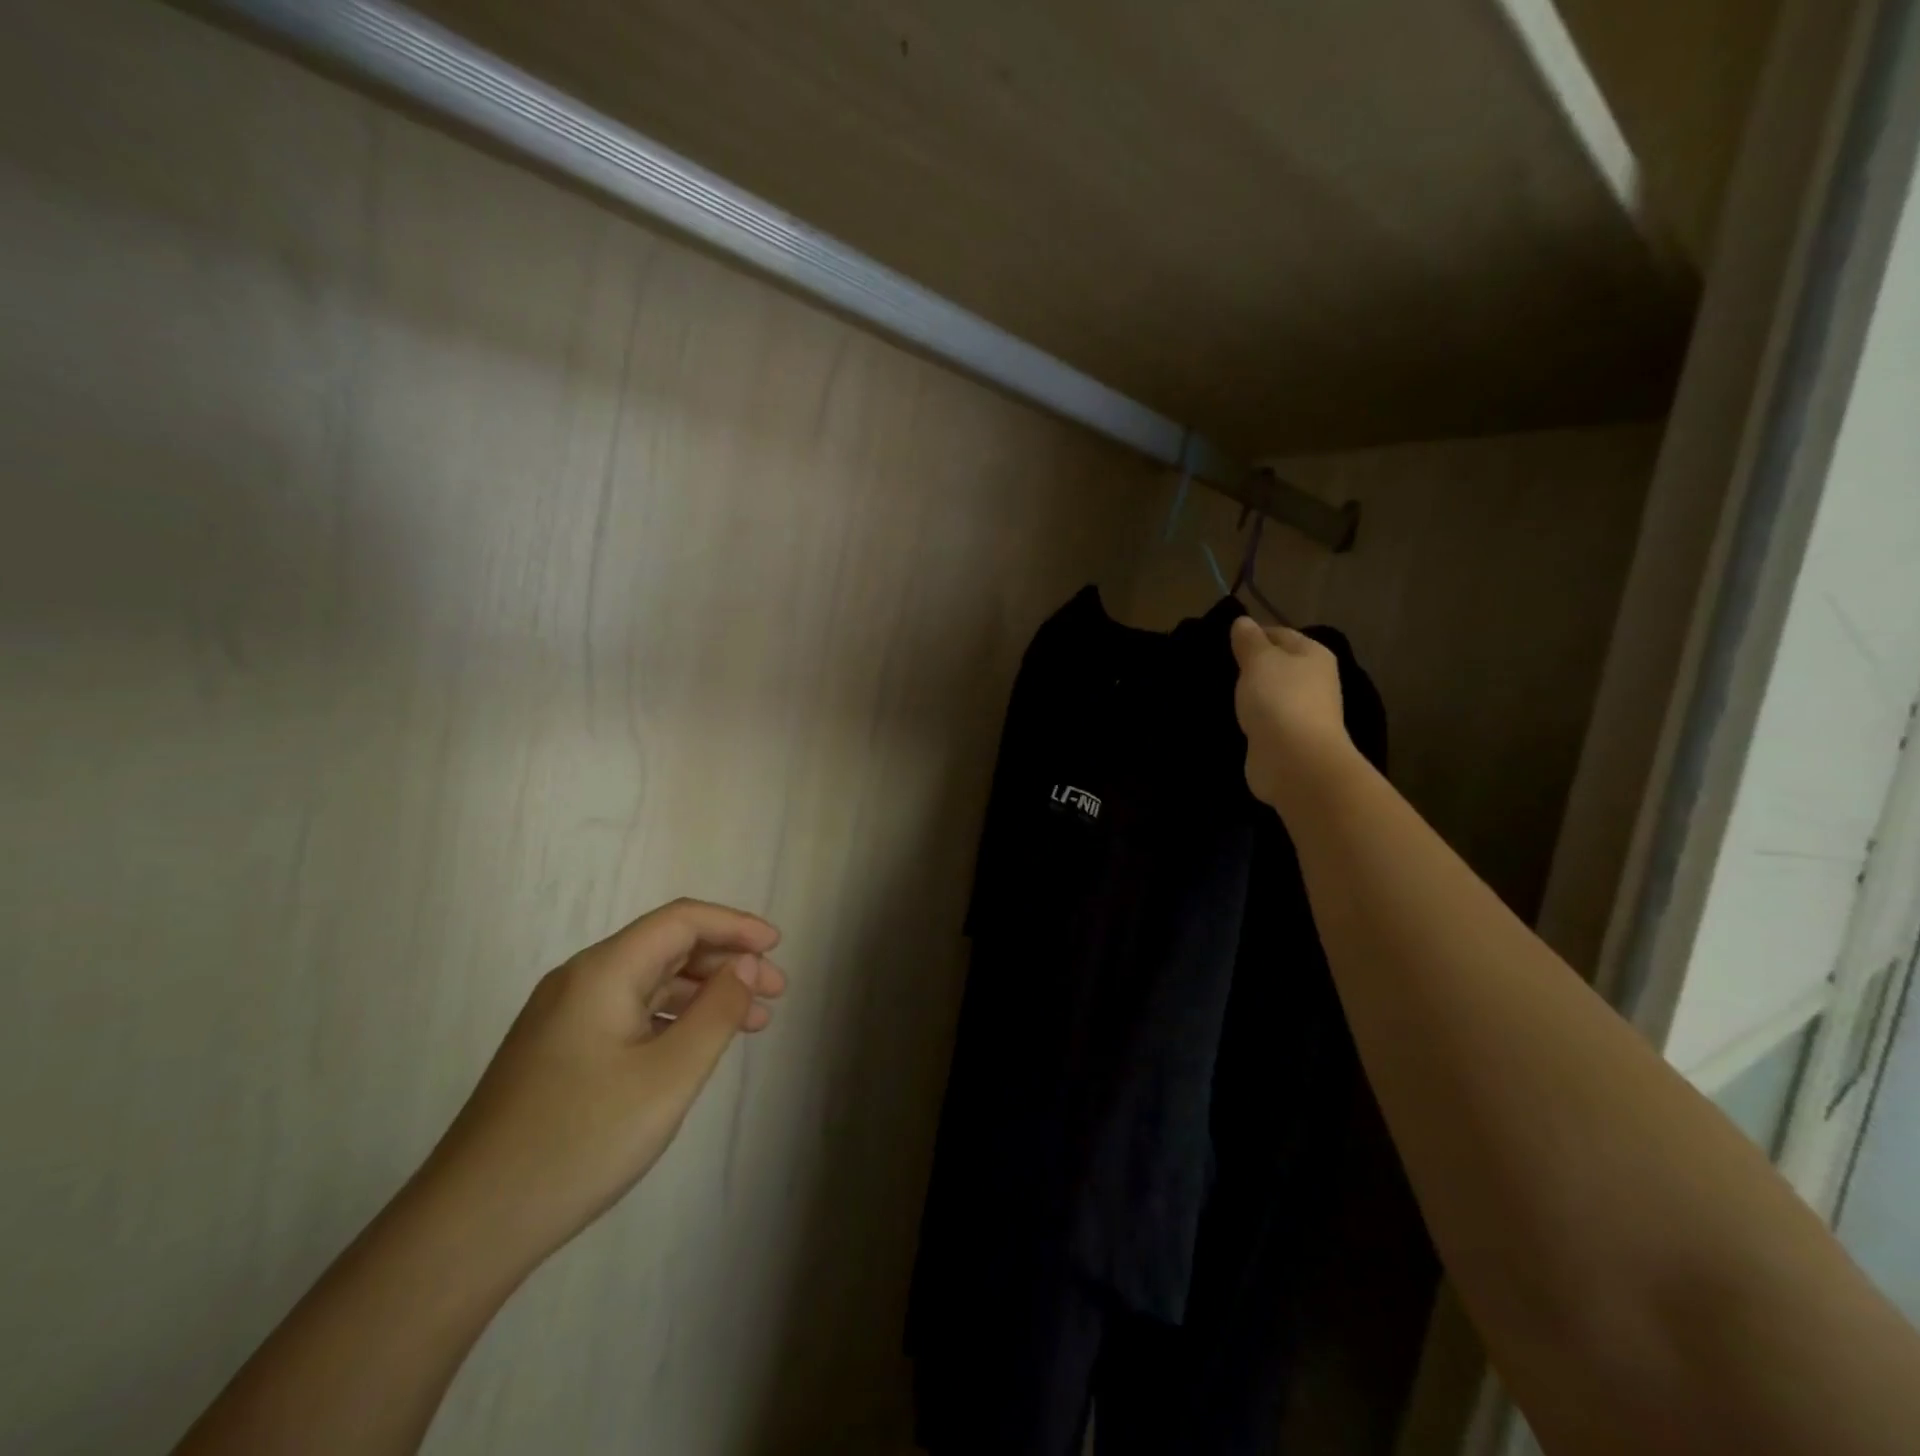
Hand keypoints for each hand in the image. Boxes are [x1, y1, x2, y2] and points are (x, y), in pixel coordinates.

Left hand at [416, 898, 786, 1268]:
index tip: (778, 947)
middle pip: (667, 947)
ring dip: (704, 993)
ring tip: (752, 1023)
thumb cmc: (580, 1142)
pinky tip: (697, 1047)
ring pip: (650, 983)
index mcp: (603, 971)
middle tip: (774, 993)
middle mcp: (581, 981)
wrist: (467, 1229)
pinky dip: (674, 1019)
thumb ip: (717, 1011)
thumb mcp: (669, 1076)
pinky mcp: (558, 1051)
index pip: (683, 920)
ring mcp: (564, 1017)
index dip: (736, 925)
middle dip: (726, 961)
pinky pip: (630, 1013)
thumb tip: (745, 964)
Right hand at [1229, 617, 1354, 810]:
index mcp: (1313, 655)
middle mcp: (1314, 681)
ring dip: (1250, 694)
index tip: (1222, 642)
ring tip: (1220, 692)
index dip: (1252, 634)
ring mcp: (1302, 712)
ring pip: (1270, 694)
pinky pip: (1265, 720)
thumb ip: (1249, 641)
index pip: (1280, 634)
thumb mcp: (1259, 660)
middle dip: (1250, 666)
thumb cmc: (1279, 700)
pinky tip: (1232, 718)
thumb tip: (1243, 622)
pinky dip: (1251, 718)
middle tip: (1218, 667)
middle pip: (1277, 665)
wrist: (1294, 760)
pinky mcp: (1288, 738)